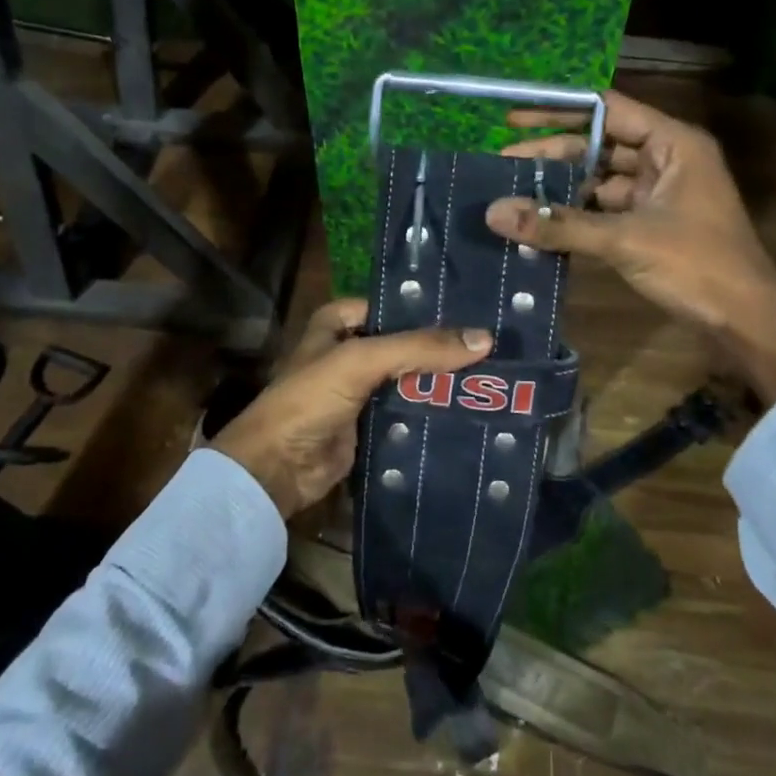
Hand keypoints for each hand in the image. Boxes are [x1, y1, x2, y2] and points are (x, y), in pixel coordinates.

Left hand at [211, 299, 493, 517]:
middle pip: (406, 344)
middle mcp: (351, 351)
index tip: (479, 314)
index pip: (395, 307)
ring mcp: (361, 390)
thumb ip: (419, 348)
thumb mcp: (361, 361)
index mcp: (339, 323)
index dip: (431, 310)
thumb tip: (484, 338)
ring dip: (442, 383)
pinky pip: (408, 412)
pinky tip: (472, 411)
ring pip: (411, 380)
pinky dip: (433, 413)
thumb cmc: (310, 399)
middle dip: (444, 349)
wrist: (276, 468)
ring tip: (498, 378)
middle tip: (499, 348)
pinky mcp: (371, 425)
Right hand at [484, 90, 775, 404]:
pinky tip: (541, 223)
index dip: (558, 110)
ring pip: (600, 179)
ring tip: (513, 192)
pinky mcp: (651, 224)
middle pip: (599, 145)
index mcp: (673, 144)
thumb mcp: (625, 240)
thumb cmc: (696, 265)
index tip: (514, 116)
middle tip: (503, 164)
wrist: (744, 320)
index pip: (607, 110)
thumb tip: (495, 213)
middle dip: (553, 154)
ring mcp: (659, 193)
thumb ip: (560, 225)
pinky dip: (576, 215)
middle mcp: (666, 160)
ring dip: (562, 187)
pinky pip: (605, 209)